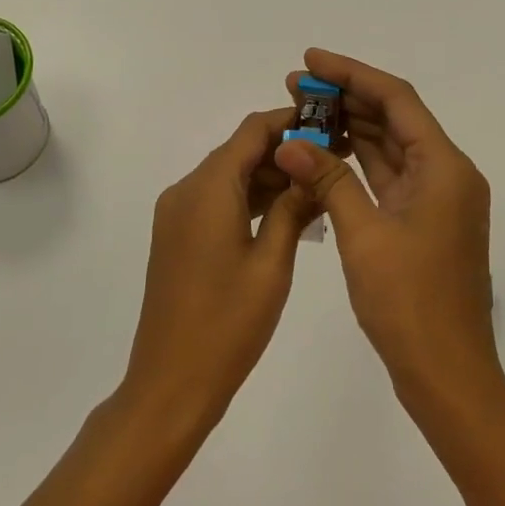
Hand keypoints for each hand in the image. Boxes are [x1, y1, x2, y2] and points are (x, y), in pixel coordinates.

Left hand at [123, 110, 318, 432]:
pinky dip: (250, 198)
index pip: (252, 130)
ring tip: (318, 184)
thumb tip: (314, 167)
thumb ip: (293, 207)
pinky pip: (217, 200)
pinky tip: (286, 211)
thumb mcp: (273, 262)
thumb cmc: (228, 324)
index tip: (331, 123)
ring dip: (270, 175)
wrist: (170, 385)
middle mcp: (186, 190)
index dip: (292, 121)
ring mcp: (177, 213)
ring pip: (229, 176)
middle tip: (334, 157)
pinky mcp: (177, 235)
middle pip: (240, 150)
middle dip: (285, 149)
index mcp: (207, 188)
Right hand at [275, 50, 499, 411]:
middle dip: (347, 98)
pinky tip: (325, 151)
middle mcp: (448, 173)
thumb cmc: (409, 305)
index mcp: (444, 166)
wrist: (448, 376)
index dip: (352, 73)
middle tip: (296, 85)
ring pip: (391, 147)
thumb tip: (288, 142)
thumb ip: (328, 180)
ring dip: (351, 127)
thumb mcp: (363, 236)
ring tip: (304, 110)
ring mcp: (438, 198)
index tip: (311, 59)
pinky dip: (359, 161)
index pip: (396, 99)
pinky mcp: (425, 220)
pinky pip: (390, 176)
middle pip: (395, 118)